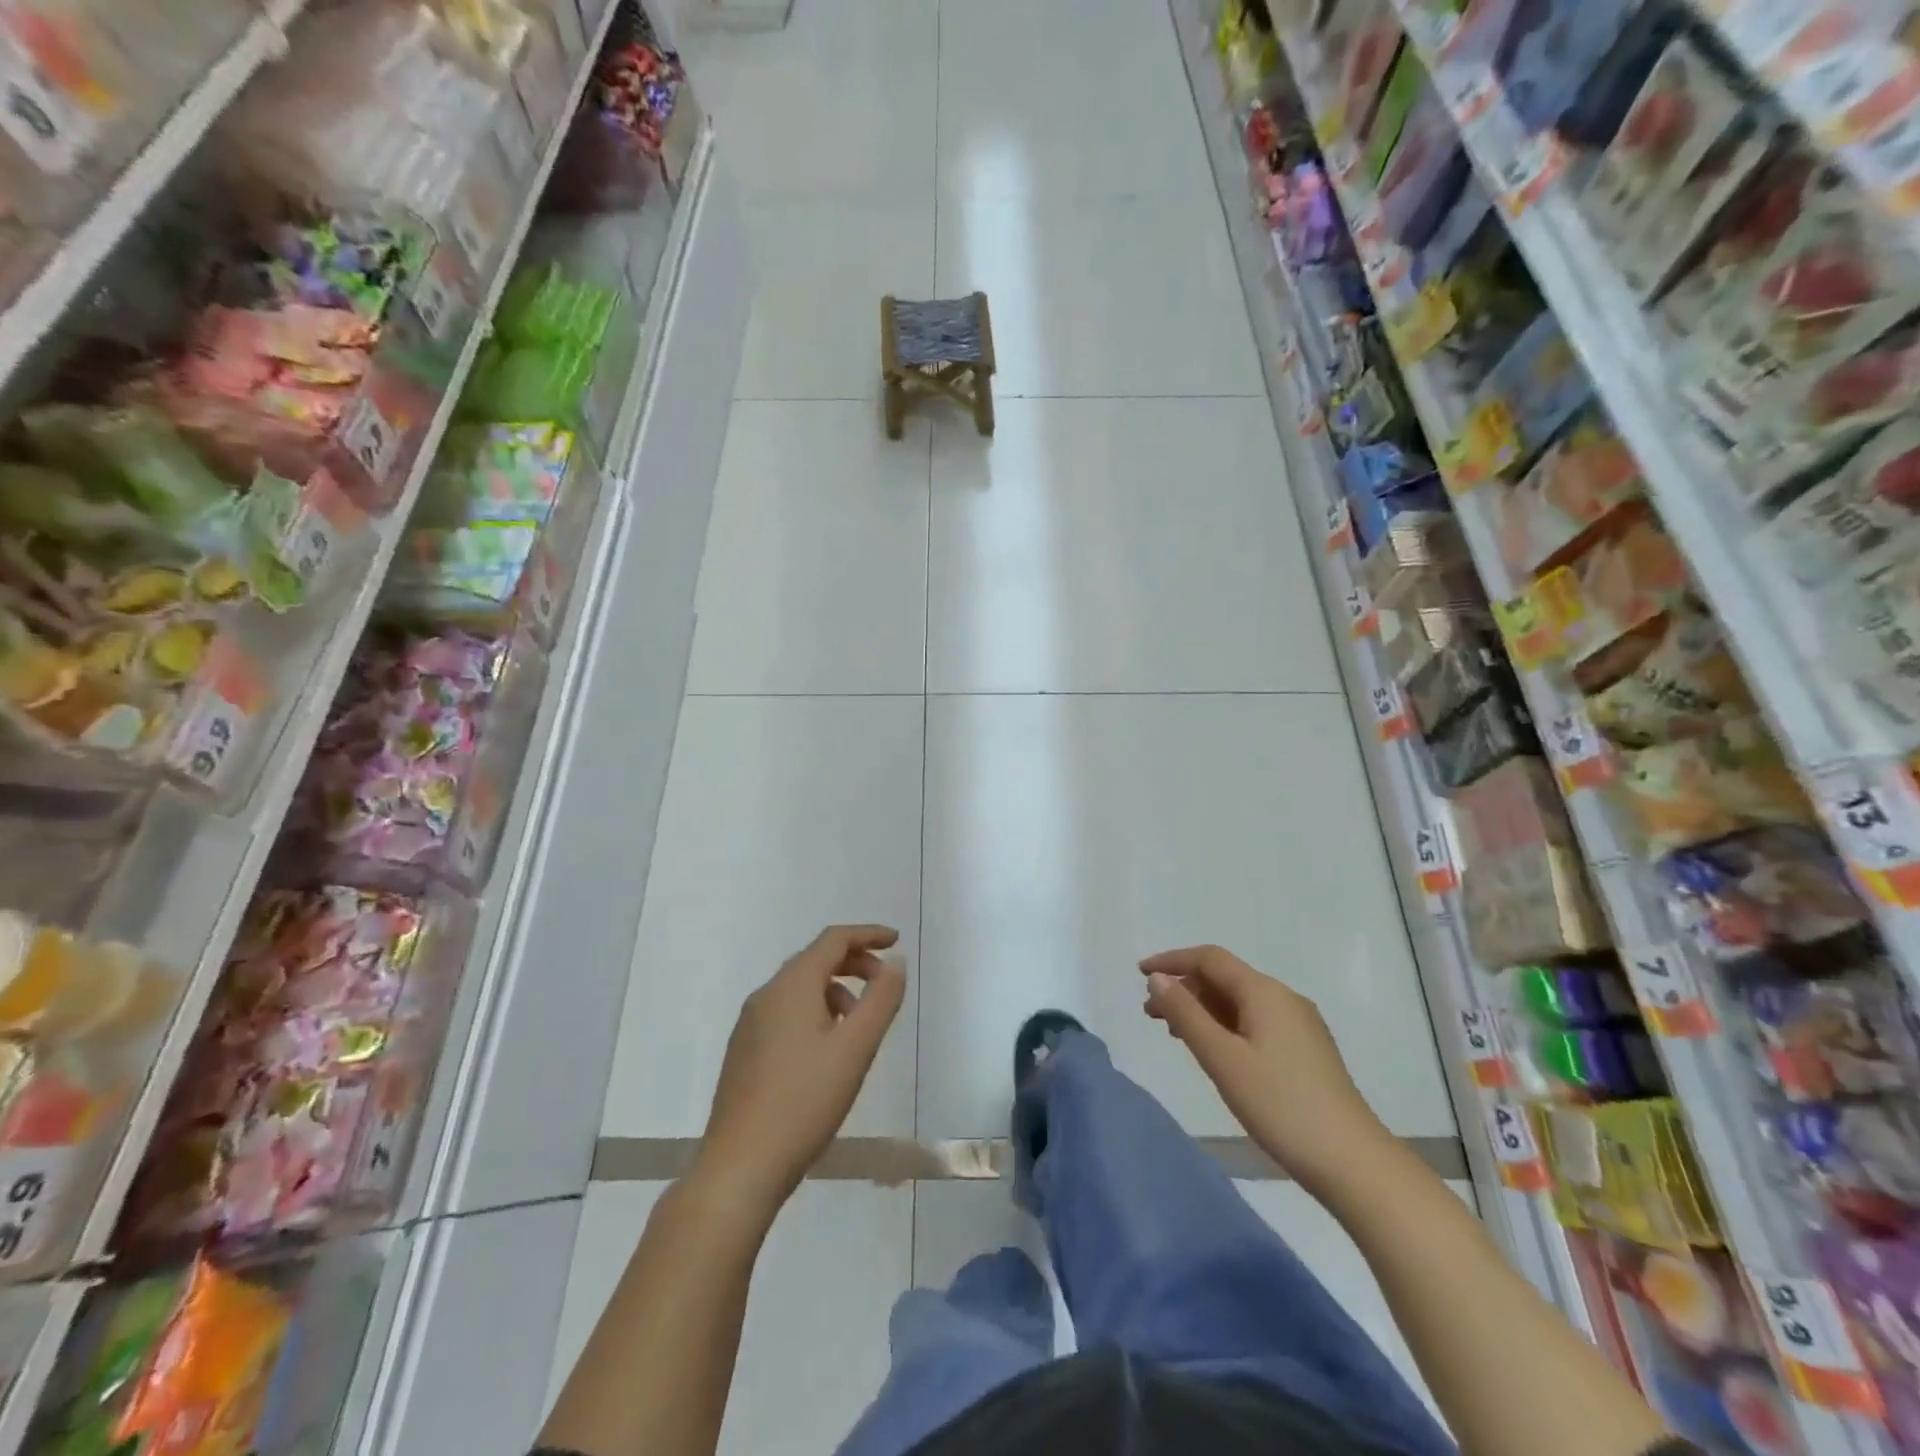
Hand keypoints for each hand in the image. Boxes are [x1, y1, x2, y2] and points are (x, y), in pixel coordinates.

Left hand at [697, 925, 905, 1214]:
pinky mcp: (743, 1051)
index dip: (867, 934)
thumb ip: (881, 1000)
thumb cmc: (805, 1102)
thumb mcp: (856, 1049)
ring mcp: (749, 1024)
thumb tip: (896, 963)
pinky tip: (827, 1050)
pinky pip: (785, 1012)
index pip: (833, 940)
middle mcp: (766, 995)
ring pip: (799, 988)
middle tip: (884, 984)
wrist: (740, 1167)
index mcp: (792, 986)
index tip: (896, 941)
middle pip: (815, 960)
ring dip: (835, 991)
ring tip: (859, 1025)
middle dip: (854, 963)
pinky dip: (814, 1012)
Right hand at [1141, 945, 1392, 1197]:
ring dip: (1203, 1009)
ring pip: (1239, 1002)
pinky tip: (1214, 1051)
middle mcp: (1284, 998)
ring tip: (1174, 1033)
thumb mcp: (1223, 1059)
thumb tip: (1158, 979)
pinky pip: (1255, 1021)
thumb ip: (1186, 1015)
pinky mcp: (1306, 1050)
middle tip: (1151, 1014)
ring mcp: (1299, 1025)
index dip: (1172, 961)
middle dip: (1184, 989)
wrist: (1354, 1162)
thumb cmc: (1281, 1106)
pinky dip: (1225, 1025)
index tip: (1139, 973)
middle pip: (1224, 978)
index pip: (1210, 959)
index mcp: (1264, 992)